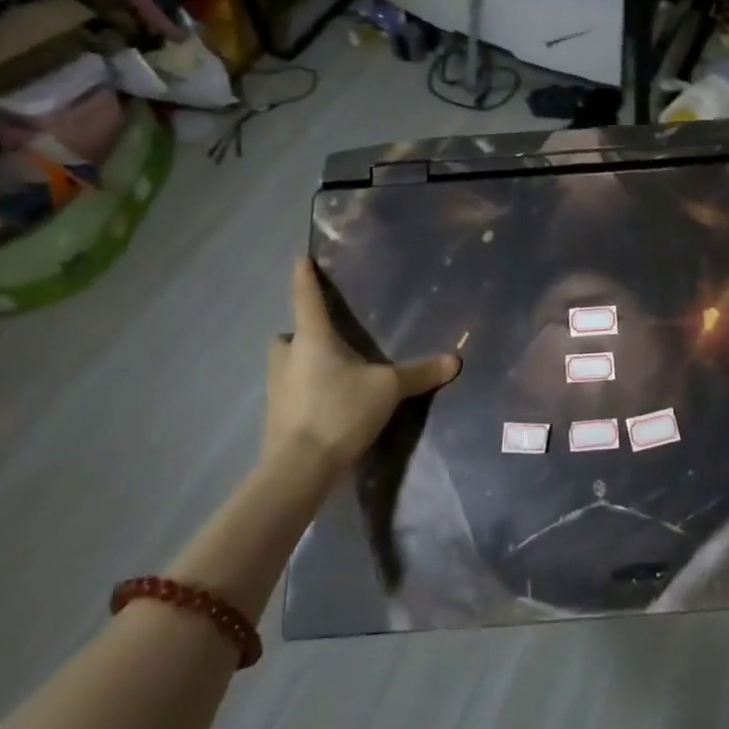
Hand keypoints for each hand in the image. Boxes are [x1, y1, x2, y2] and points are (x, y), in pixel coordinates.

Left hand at [258, 258, 460, 490]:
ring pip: (286, 365)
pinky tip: (324, 407)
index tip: (300, 259)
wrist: (299, 469)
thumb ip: (419, 373)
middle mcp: (288, 356)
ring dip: (301, 364)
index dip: (304, 277)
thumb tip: (455, 360)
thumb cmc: (341, 411)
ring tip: (330, 375)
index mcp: (313, 338)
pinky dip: (302, 394)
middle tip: (327, 340)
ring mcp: (276, 388)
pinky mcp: (274, 417)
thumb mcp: (388, 390)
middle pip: (289, 334)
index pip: (306, 297)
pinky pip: (288, 393)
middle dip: (303, 333)